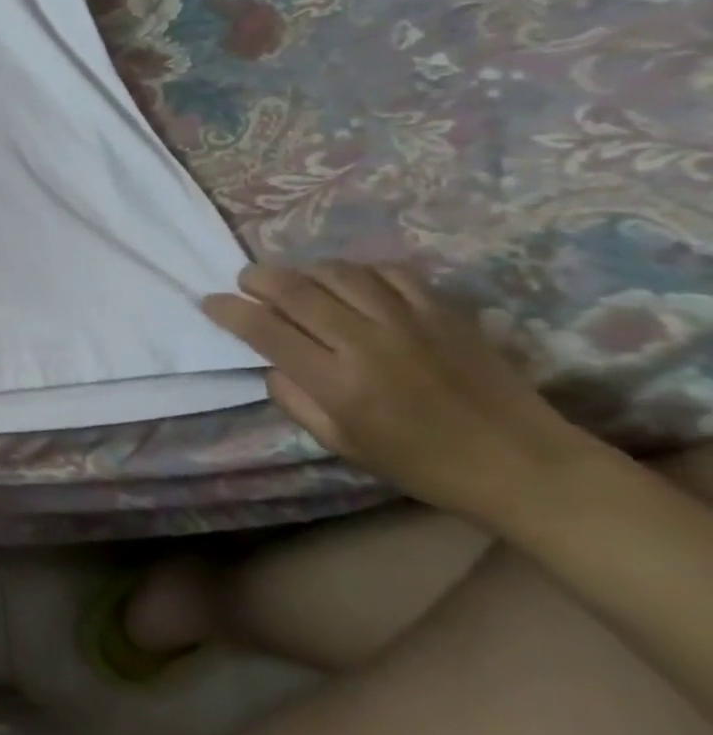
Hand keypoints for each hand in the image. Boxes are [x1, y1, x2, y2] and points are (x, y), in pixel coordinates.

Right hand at [203, 261, 598, 521]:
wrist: (523, 465)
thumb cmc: (421, 464)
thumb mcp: (340, 444)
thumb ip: (294, 399)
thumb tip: (270, 361)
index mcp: (337, 383)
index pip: (264, 330)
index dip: (228, 310)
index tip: (210, 303)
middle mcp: (366, 343)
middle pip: (294, 290)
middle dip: (257, 278)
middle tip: (244, 281)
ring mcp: (408, 322)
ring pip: (337, 272)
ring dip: (303, 270)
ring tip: (293, 279)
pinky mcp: (443, 312)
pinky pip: (388, 273)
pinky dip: (357, 270)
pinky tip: (348, 282)